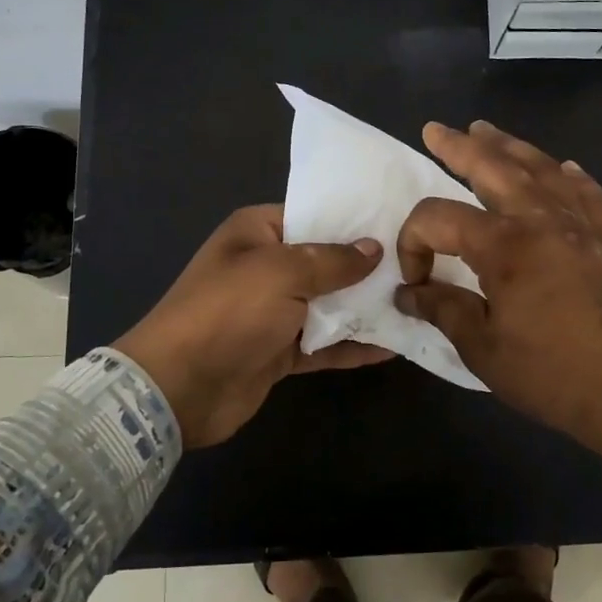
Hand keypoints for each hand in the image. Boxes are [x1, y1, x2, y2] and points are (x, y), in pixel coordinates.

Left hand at [114, 205, 391, 448]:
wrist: (179, 386)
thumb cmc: (229, 312)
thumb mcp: (281, 273)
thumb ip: (332, 260)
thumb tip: (374, 248)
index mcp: (258, 232)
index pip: (314, 214)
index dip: (355, 219)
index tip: (402, 222)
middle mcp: (267, 267)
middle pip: (326, 261)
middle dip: (369, 266)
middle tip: (421, 265)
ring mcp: (273, 312)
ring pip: (329, 304)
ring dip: (366, 308)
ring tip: (417, 304)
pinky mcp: (280, 351)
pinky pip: (324, 343)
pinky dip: (353, 345)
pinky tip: (393, 346)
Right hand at [395, 121, 601, 461]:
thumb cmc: (553, 375)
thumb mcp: (483, 349)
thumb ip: (443, 310)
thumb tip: (408, 294)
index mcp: (505, 247)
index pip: (440, 219)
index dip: (414, 242)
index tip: (414, 282)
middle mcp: (542, 222)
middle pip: (493, 168)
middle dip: (458, 147)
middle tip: (435, 130)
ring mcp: (581, 227)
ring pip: (541, 170)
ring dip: (509, 146)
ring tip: (485, 130)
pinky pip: (589, 195)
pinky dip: (573, 176)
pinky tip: (566, 166)